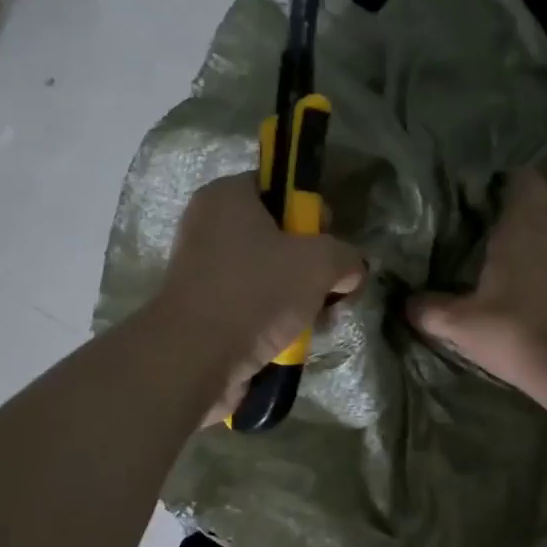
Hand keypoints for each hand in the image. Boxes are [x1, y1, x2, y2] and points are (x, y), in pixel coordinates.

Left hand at [153, 173, 364, 424]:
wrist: (195, 357)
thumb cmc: (256, 292)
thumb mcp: (320, 263)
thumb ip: (346, 256)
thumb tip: (351, 270)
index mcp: (227, 196)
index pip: (281, 188)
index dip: (313, 212)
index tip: (329, 242)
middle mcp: (208, 225)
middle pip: (278, 236)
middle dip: (310, 265)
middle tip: (328, 288)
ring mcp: (202, 269)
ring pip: (268, 274)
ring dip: (297, 298)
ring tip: (314, 322)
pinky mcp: (202, 308)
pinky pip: (251, 304)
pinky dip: (273, 320)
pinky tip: (292, 340)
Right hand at [406, 168, 546, 392]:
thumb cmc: (515, 329)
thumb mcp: (462, 325)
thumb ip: (432, 310)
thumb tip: (408, 304)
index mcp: (523, 226)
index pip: (526, 181)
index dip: (514, 182)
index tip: (498, 193)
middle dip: (543, 206)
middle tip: (520, 228)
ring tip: (539, 267)